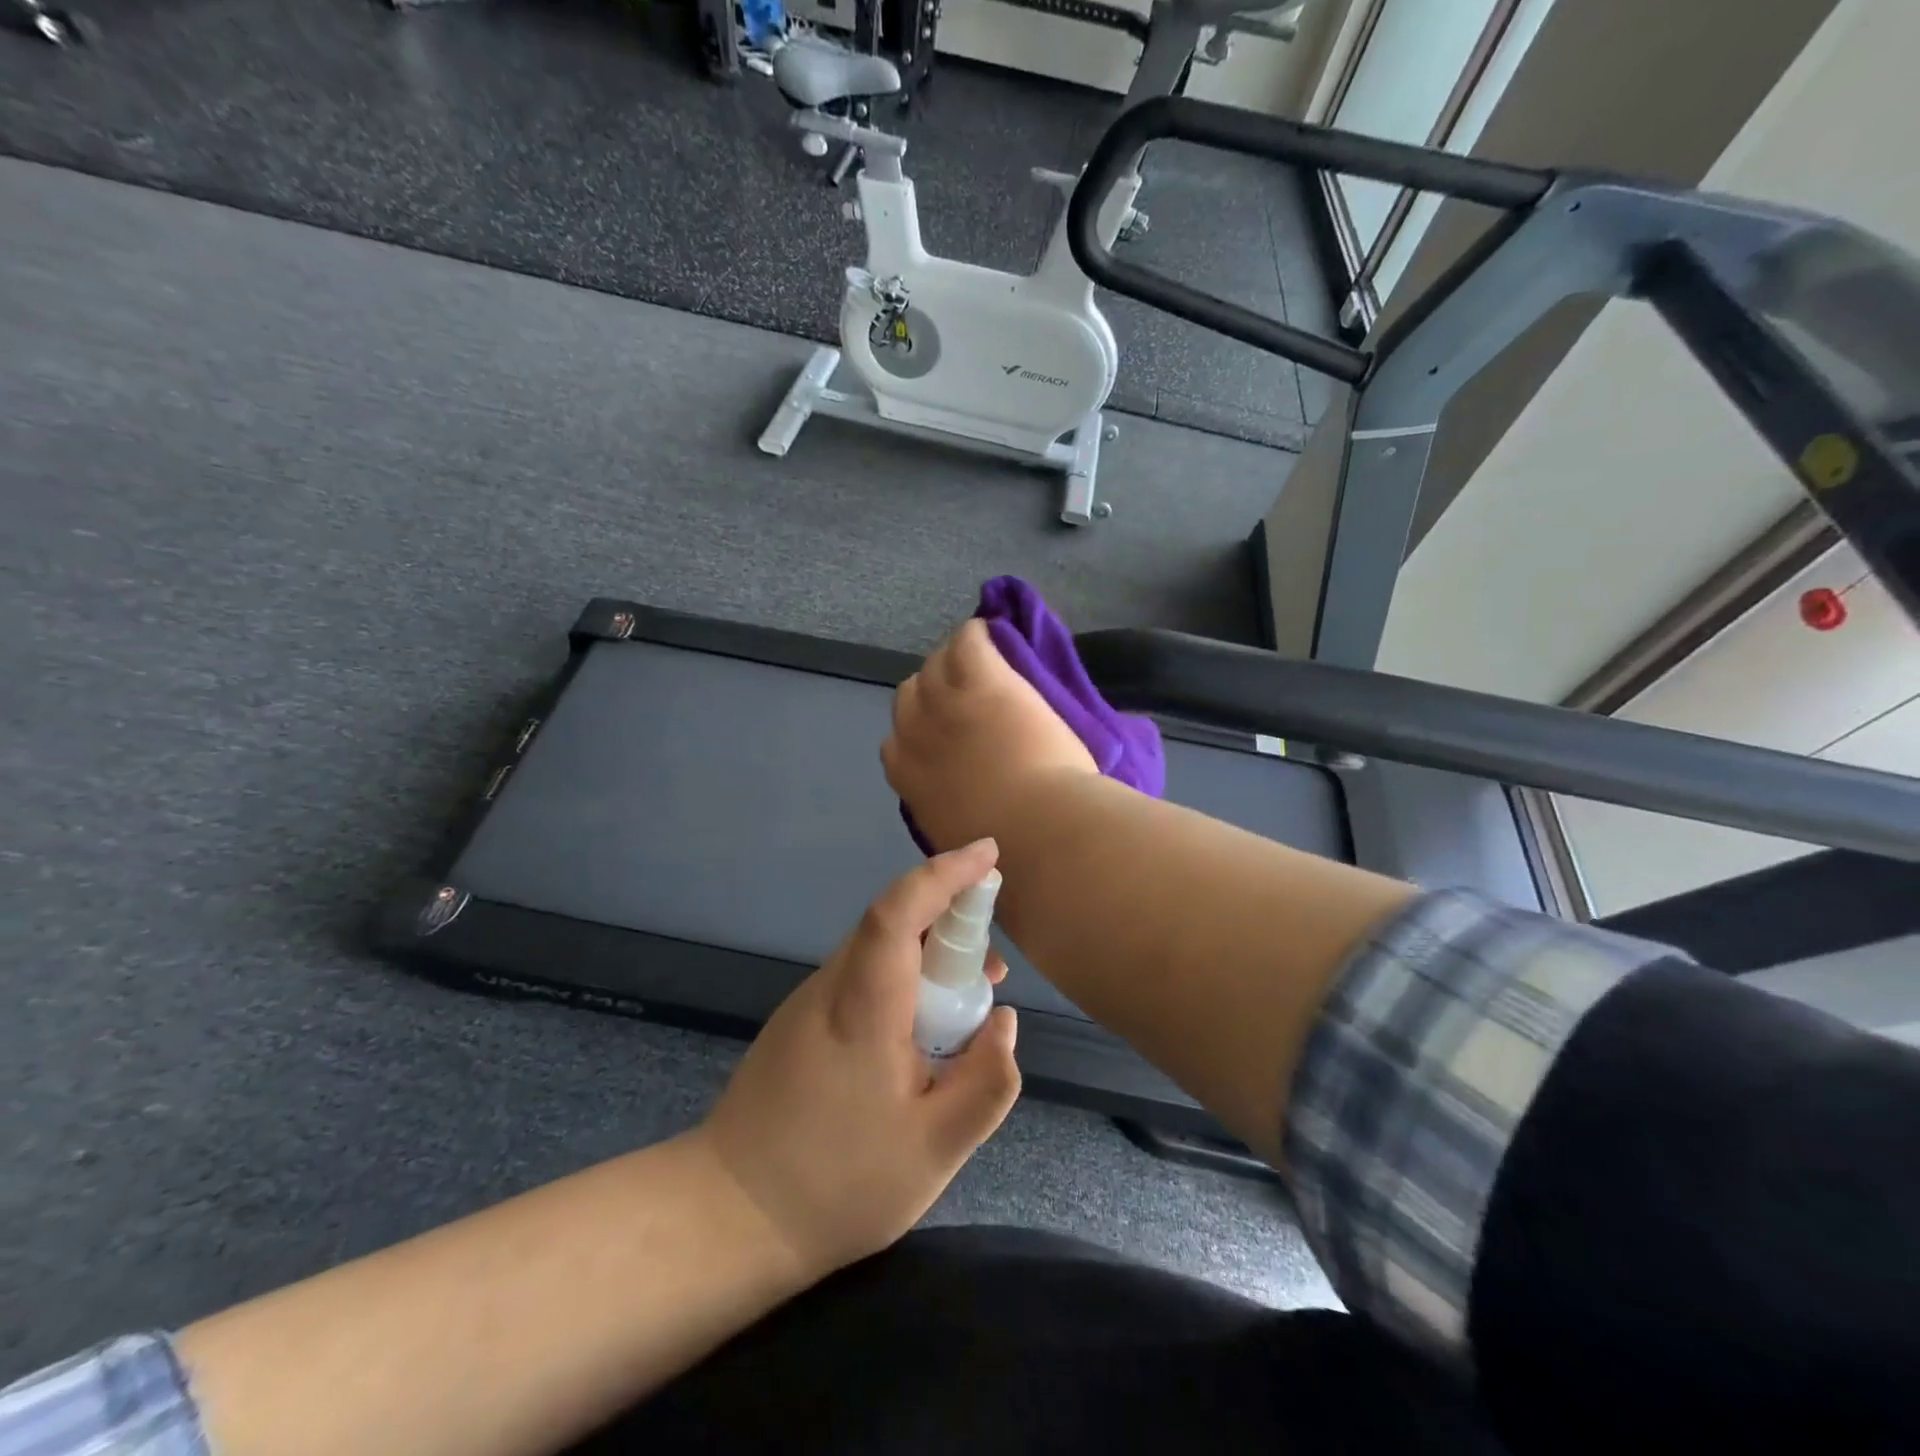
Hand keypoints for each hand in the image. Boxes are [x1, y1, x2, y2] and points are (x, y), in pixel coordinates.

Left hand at [697, 840, 1021, 1280]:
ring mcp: (810, 1001)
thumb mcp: (935, 1151)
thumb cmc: (838, 1183)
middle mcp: (831, 986)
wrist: (729, 1215)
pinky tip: (923, 1030)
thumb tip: (1005, 1020)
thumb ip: (986, 1082)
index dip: (945, 874)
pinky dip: (904, 979)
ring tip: (969, 1001)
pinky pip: (863, 976)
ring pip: (879, 950)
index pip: (899, 911)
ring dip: (929, 956)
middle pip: (893, 923)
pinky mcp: (801, 1020)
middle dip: (951, 920)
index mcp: (863, 1006)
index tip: (988, 854)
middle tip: (996, 965)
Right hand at [883, 618, 1097, 852]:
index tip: (943, 736)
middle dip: (932, 695)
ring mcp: (947, 703)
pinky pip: (968, 640)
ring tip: (982, 666)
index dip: (920, 733)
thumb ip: (948, 813)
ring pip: (935, 665)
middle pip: (909, 695)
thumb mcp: (959, 839)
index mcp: (908, 777)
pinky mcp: (982, 680)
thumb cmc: (1007, 849)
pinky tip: (993, 636)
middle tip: (965, 698)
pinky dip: (978, 634)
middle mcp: (916, 733)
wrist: (1038, 829)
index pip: (895, 742)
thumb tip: (960, 809)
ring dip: (954, 664)